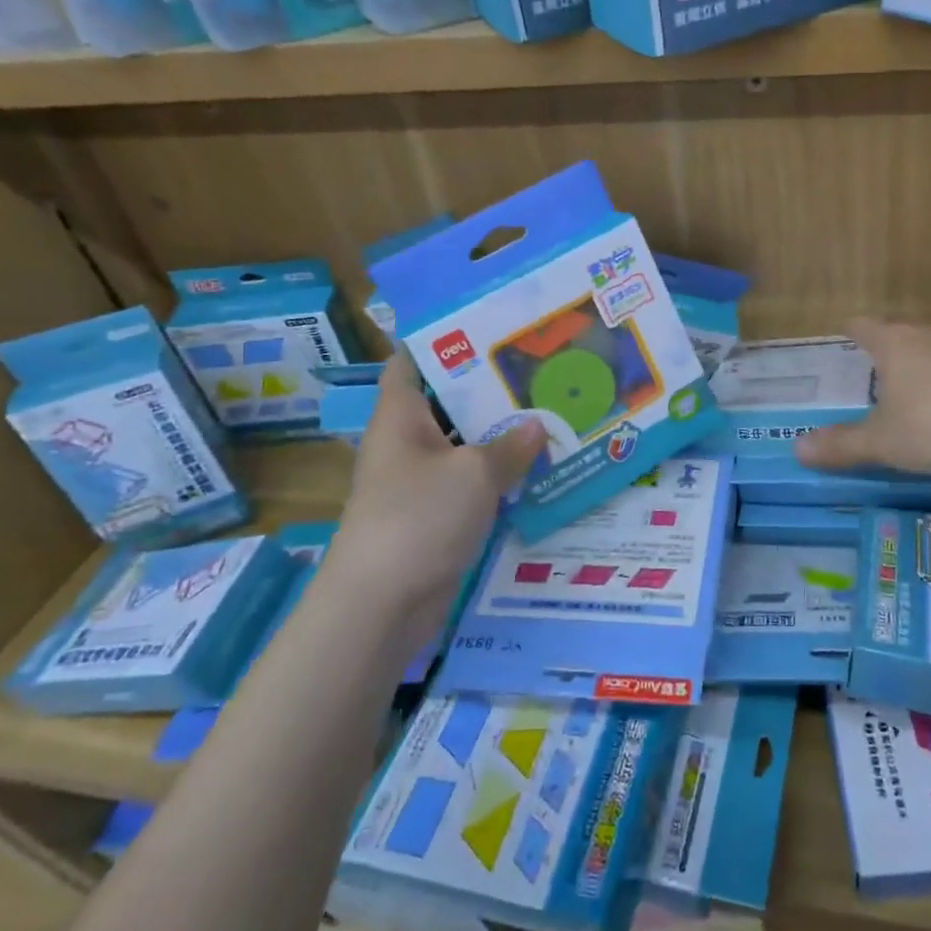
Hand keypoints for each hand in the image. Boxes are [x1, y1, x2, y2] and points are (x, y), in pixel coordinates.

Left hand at [335, 352, 543, 625]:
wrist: (381, 606)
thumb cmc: (419, 518)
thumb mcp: (474, 473)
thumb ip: (511, 446)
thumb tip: (537, 426)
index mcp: (401, 416)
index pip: (411, 362)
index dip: (441, 339)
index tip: (485, 325)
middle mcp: (407, 442)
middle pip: (446, 402)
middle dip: (487, 386)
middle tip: (536, 366)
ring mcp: (419, 481)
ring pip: (464, 444)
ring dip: (499, 434)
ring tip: (548, 409)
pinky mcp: (434, 515)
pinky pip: (470, 482)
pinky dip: (499, 474)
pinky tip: (539, 465)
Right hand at [795, 318, 930, 475]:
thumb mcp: (882, 441)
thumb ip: (842, 444)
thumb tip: (797, 449)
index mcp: (895, 344)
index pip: (865, 327)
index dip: (854, 330)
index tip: (847, 331)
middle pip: (904, 333)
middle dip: (891, 348)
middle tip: (879, 367)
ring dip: (928, 364)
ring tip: (919, 388)